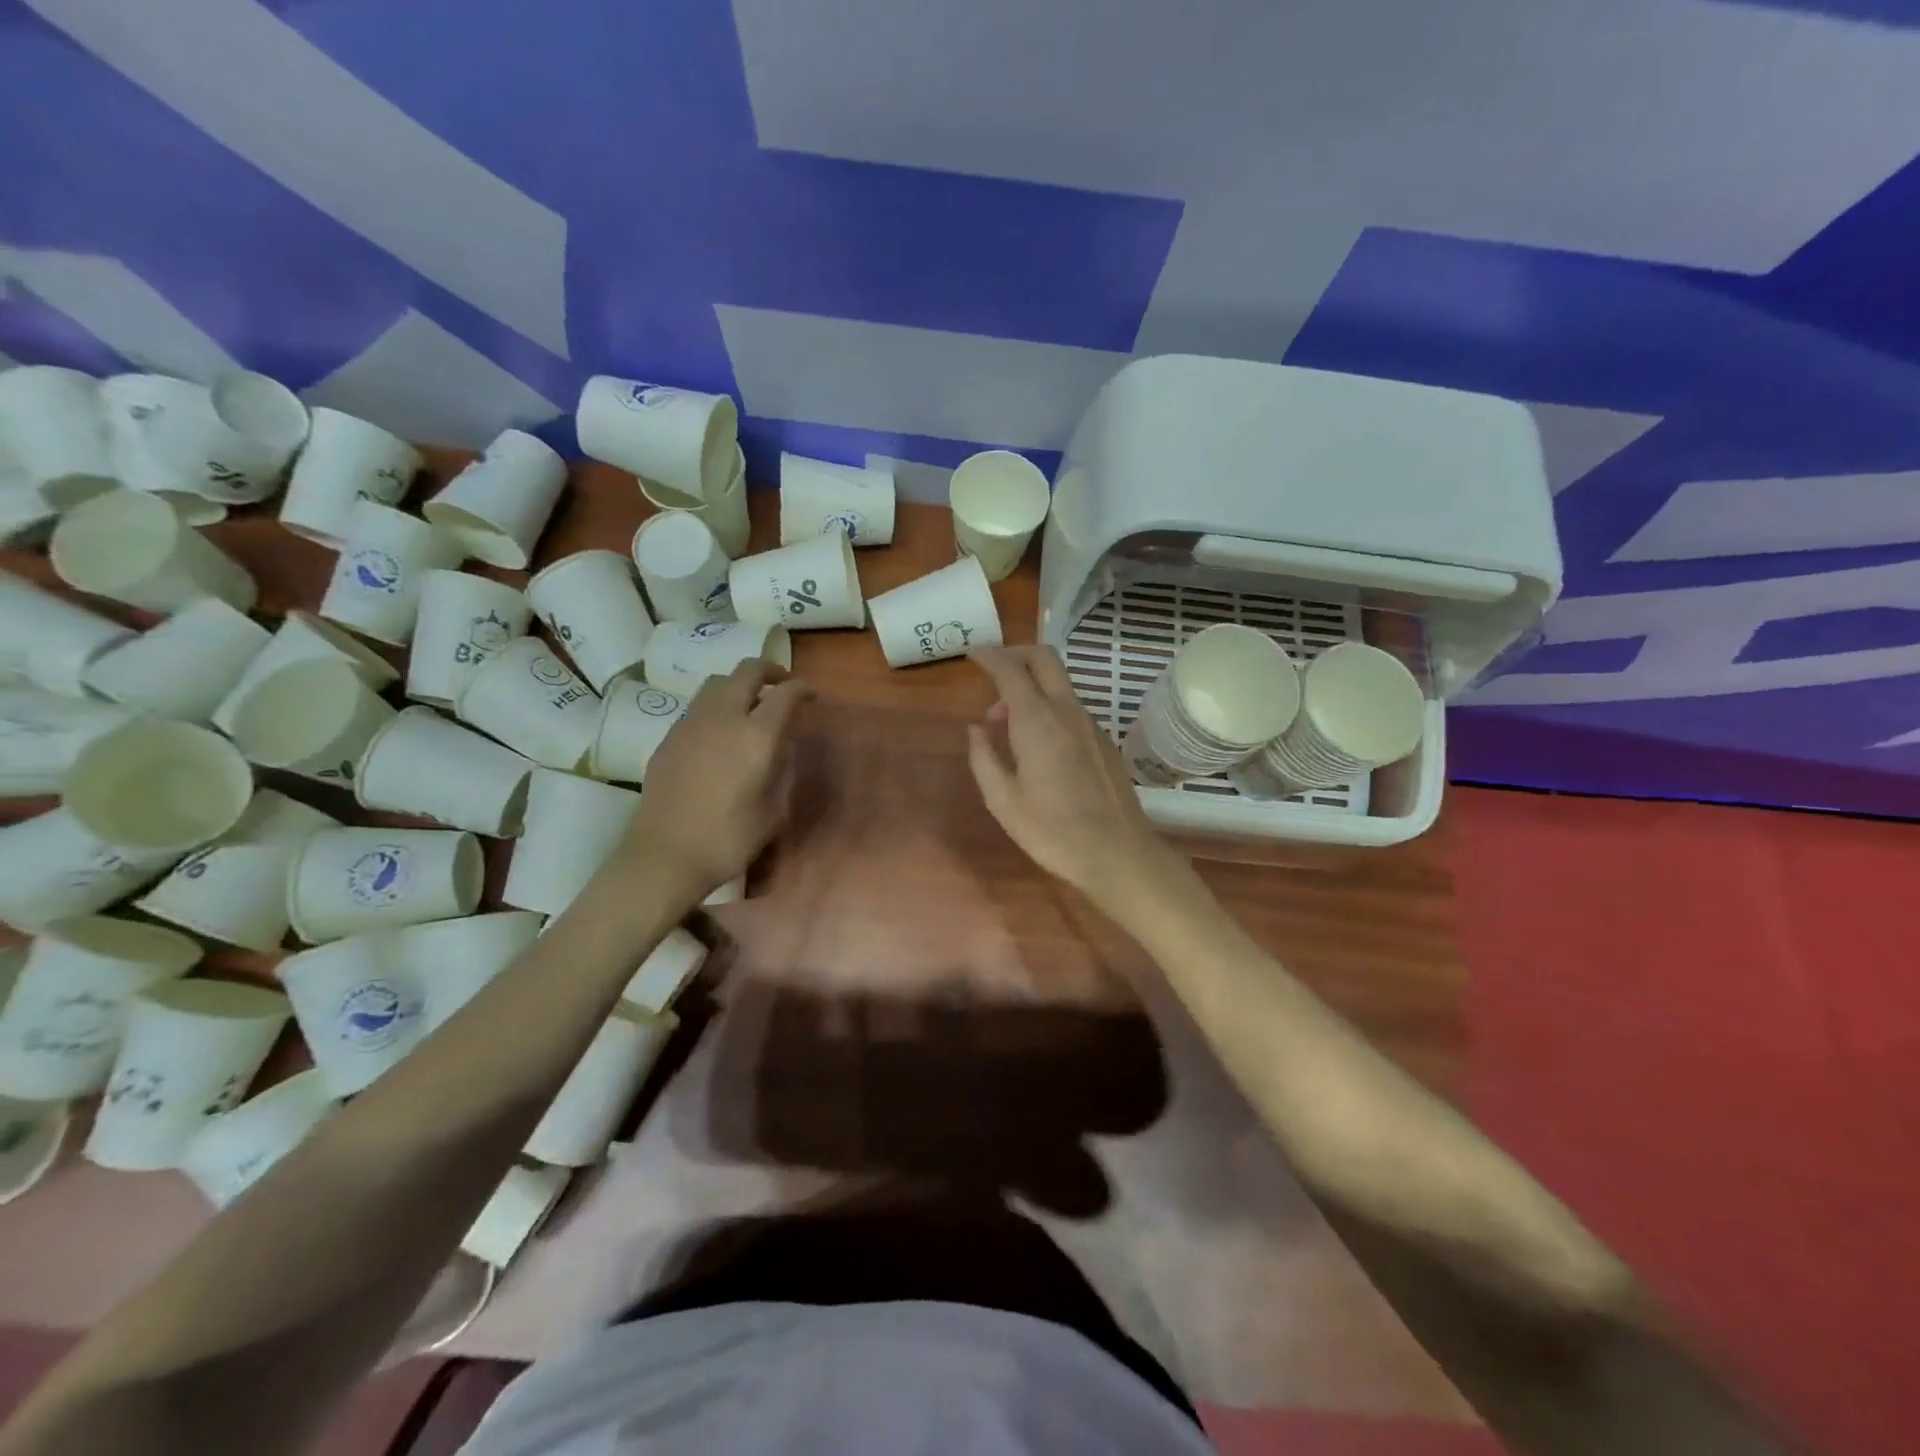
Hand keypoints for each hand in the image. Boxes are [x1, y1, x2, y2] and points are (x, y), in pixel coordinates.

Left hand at [618, 661, 811, 902]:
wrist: (666, 855)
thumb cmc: (729, 839)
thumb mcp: (774, 811)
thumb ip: (784, 771)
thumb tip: (784, 747)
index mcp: (757, 736)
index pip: (786, 694)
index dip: (802, 690)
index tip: (810, 697)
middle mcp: (724, 718)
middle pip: (747, 671)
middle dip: (769, 671)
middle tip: (781, 687)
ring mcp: (691, 723)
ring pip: (717, 682)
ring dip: (739, 685)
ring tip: (749, 705)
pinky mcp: (669, 736)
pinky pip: (698, 706)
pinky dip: (716, 706)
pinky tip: (720, 732)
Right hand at [966, 646, 1164, 902]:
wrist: (1117, 853)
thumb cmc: (1052, 831)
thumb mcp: (1003, 801)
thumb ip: (984, 758)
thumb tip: (975, 729)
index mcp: (1037, 721)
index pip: (1011, 669)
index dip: (989, 656)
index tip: (972, 654)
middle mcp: (1067, 711)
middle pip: (1044, 658)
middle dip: (1016, 654)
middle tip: (992, 671)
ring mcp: (1090, 724)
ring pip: (1058, 684)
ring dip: (1030, 688)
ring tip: (1005, 726)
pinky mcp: (1103, 740)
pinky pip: (1070, 708)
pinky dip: (1047, 708)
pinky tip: (1036, 745)